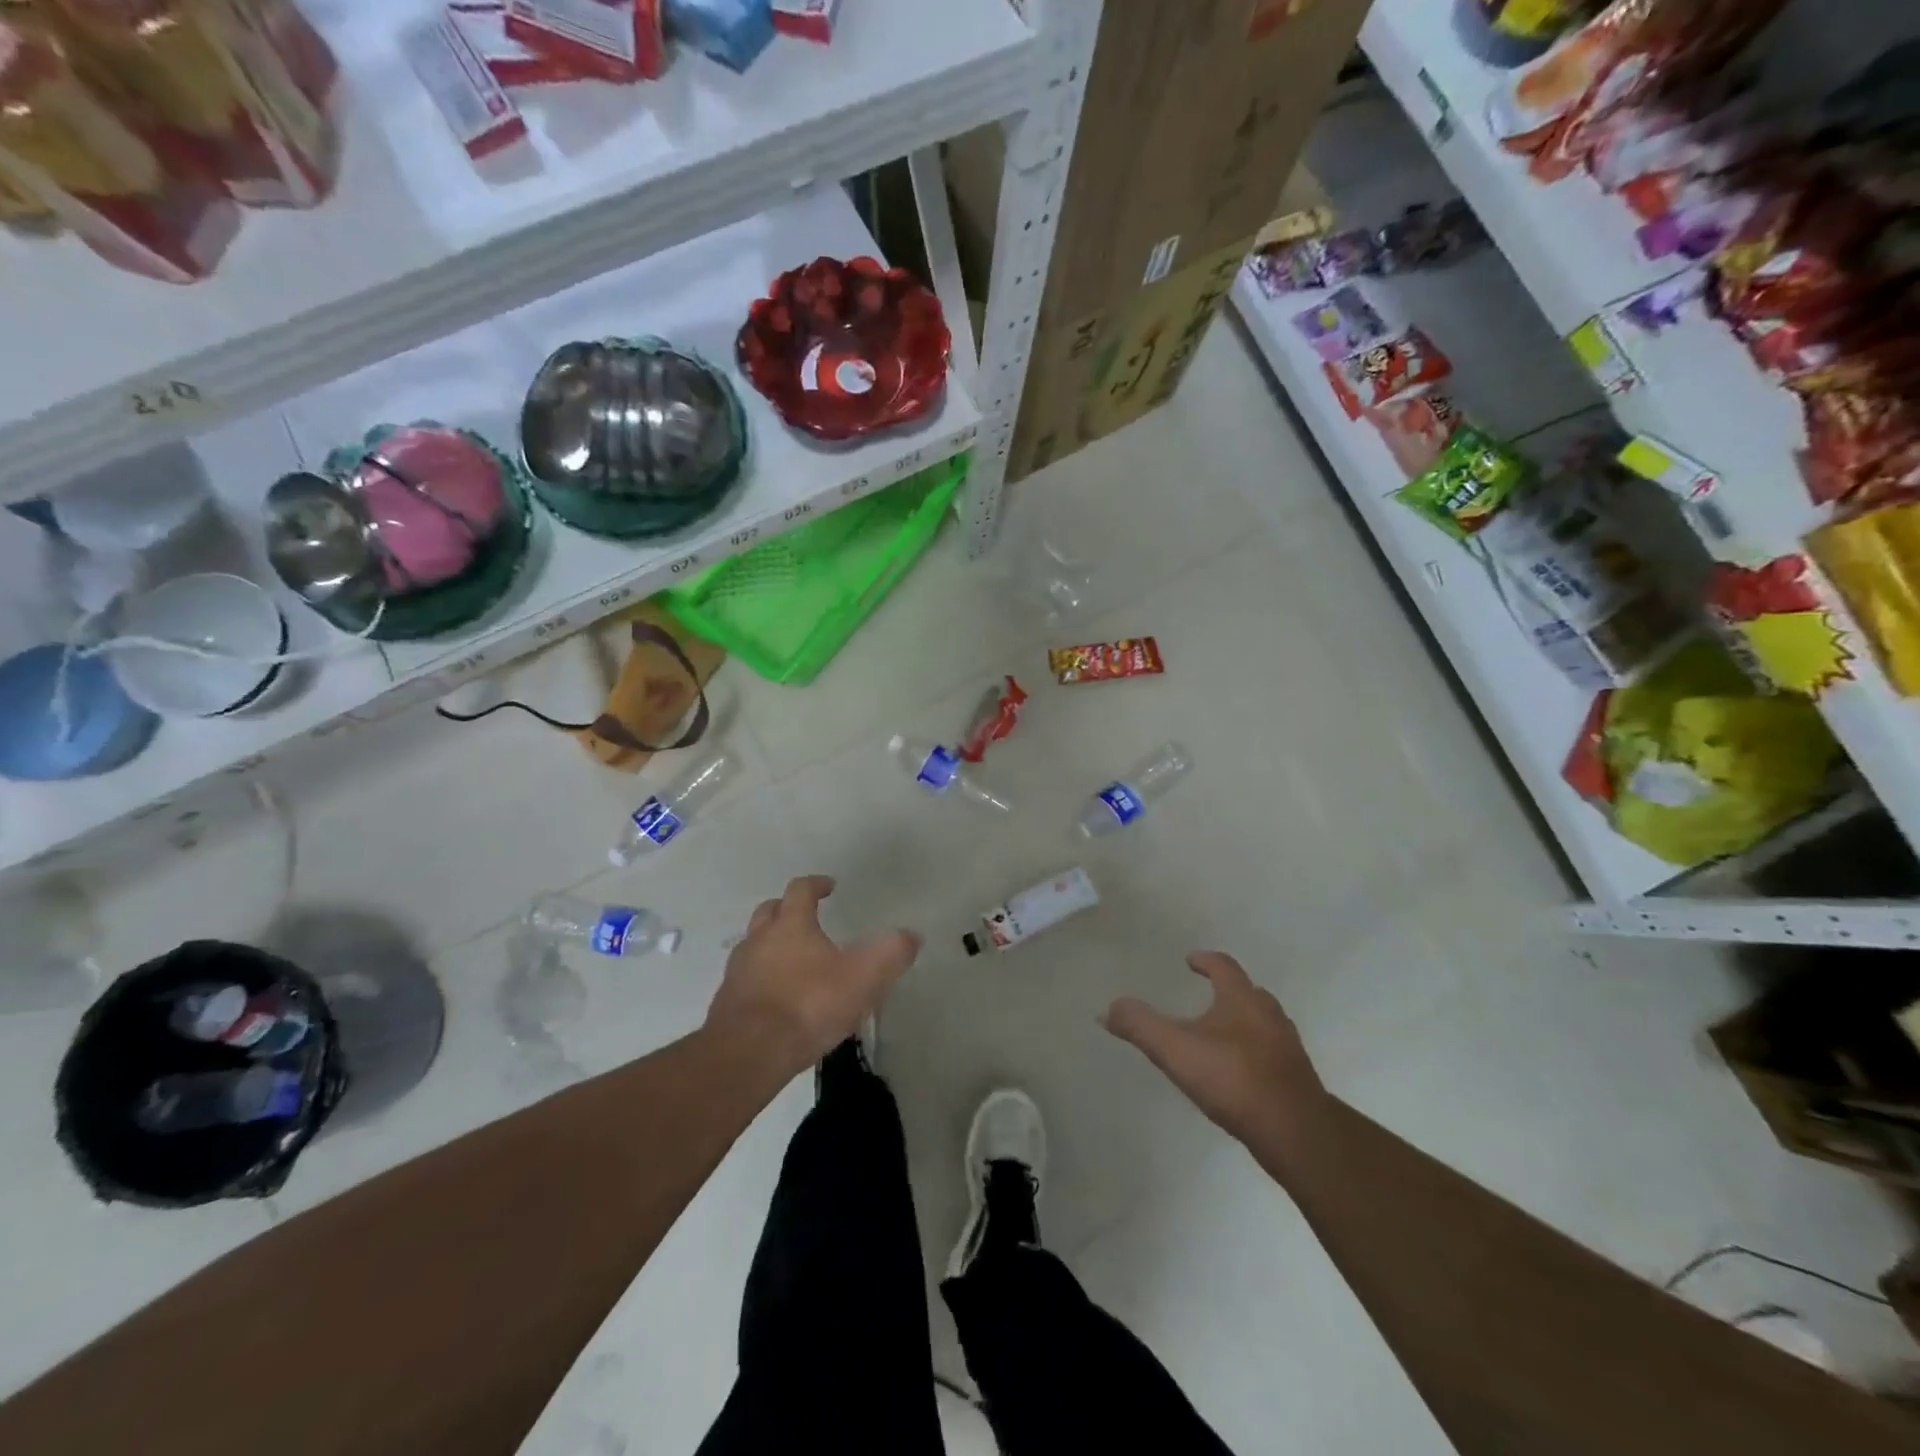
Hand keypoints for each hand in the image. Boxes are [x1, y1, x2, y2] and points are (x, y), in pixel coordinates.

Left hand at [705, 875, 919, 1079]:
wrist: (748, 1053)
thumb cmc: (808, 1005)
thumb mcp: (863, 978)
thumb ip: (890, 954)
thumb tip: (912, 936)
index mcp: (791, 924)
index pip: (800, 889)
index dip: (816, 884)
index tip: (830, 885)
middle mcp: (759, 939)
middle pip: (770, 911)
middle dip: (787, 908)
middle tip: (806, 916)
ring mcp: (738, 970)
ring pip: (754, 944)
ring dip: (771, 944)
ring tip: (793, 961)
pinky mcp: (727, 1002)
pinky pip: (746, 979)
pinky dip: (761, 978)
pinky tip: (777, 998)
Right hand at [1103, 952, 1331, 1157]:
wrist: (1296, 1132)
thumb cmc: (1234, 1079)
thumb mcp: (1175, 1050)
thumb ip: (1140, 1026)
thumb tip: (1108, 1008)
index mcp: (1242, 999)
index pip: (1224, 966)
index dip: (1205, 961)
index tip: (1190, 961)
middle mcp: (1269, 1014)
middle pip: (1247, 992)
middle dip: (1226, 990)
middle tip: (1205, 995)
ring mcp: (1287, 1046)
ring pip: (1262, 1022)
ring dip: (1242, 1021)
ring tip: (1219, 1034)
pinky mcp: (1296, 1077)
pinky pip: (1270, 1052)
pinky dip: (1253, 1051)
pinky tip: (1238, 1072)